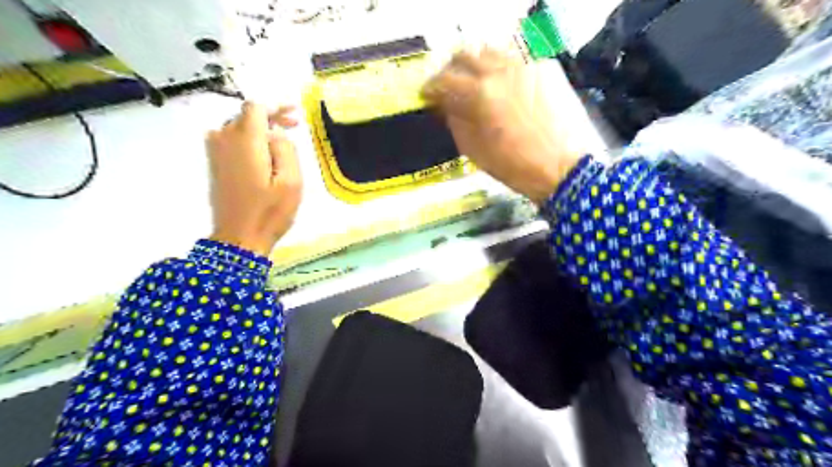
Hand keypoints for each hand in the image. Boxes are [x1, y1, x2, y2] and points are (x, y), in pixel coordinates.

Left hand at [206, 100, 303, 256]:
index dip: (276, 105)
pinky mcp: (214, 163)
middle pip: (247, 115)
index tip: (295, 111)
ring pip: (238, 126)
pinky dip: (249, 138)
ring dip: (260, 128)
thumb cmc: (270, 211)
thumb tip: (275, 133)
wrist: (239, 237)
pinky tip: (264, 151)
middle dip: (272, 116)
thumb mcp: (291, 181)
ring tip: (283, 139)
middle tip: (295, 126)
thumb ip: (285, 149)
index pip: (256, 107)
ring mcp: (215, 151)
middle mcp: (224, 138)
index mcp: (245, 141)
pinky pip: (231, 139)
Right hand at [425, 48, 579, 204]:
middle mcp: (501, 70)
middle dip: (450, 71)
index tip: (427, 95)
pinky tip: (501, 85)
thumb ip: (455, 121)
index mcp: (481, 94)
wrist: (560, 167)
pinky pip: (514, 57)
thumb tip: (445, 105)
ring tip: (474, 83)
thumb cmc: (513, 166)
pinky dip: (500, 67)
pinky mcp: (543, 68)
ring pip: (490, 51)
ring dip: (475, 64)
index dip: (431, 88)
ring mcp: (525, 65)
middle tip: (448, 87)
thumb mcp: (474, 149)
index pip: (445, 80)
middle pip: (465, 56)